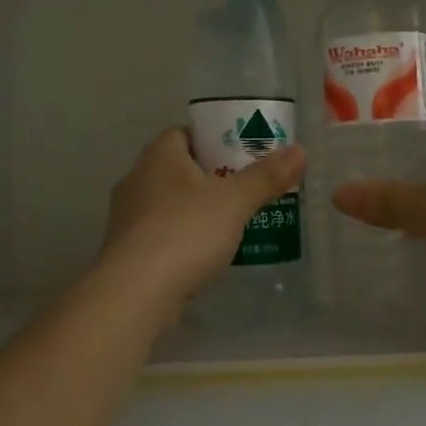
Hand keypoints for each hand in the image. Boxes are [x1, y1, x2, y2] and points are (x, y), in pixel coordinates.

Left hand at [100, 129, 306, 313]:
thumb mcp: (234, 202)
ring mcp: (127, 217)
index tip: (242, 154)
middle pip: (178, 169)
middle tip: (245, 189)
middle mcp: (136, 179)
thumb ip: (266, 177)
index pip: (185, 133)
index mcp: (158, 155)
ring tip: (232, 223)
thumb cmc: (185, 232)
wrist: (135, 292)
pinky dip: (182, 239)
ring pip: (169, 203)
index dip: (214, 139)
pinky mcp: (126, 251)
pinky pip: (161, 234)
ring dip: (196, 210)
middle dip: (210, 177)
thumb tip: (299, 150)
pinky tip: (205, 255)